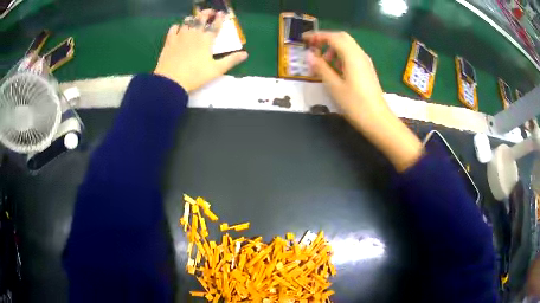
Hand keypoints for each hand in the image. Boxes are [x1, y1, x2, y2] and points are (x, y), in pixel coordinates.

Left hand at [154, 9, 247, 91]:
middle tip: (210, 12)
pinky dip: (177, 26)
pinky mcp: (169, 41)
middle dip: (207, 13)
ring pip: (187, 21)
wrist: (170, 81)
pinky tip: (179, 28)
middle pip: (201, 18)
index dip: (220, 18)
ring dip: (193, 18)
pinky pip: (173, 28)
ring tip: (195, 19)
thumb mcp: (216, 70)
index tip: (222, 13)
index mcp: (206, 39)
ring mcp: (180, 36)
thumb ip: (231, 60)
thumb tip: (245, 54)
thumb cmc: (195, 76)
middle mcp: (194, 34)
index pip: (215, 25)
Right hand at [304, 31, 422, 171]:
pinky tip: (335, 70)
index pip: (333, 37)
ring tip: (323, 63)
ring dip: (333, 49)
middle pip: (341, 38)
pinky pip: (352, 56)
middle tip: (313, 49)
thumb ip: (321, 68)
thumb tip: (309, 55)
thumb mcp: (334, 86)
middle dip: (326, 40)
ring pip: (347, 46)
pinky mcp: (367, 70)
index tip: (304, 39)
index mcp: (352, 56)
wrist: (378, 120)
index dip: (317, 36)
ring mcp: (365, 62)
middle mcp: (360, 55)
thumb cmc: (355, 104)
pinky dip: (341, 57)